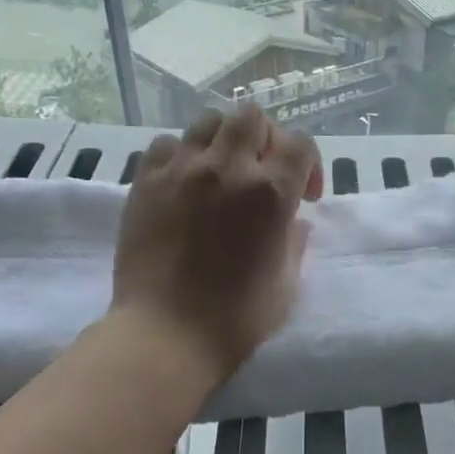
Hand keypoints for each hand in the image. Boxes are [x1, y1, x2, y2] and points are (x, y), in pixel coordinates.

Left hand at [111, 105, 323, 384]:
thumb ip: (295, 243)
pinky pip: (165, 144)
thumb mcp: (286, 285)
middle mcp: (228, 169)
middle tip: (262, 174)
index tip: (305, 196)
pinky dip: (180, 156)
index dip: (309, 164)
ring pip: (208, 122)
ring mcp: (181, 171)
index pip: (301, 143)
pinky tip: (183, 184)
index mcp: (271, 193)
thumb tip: (292, 222)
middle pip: (252, 118)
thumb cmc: (235, 319)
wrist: (165, 335)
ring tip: (221, 173)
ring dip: (223, 142)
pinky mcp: (145, 182)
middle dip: (266, 140)